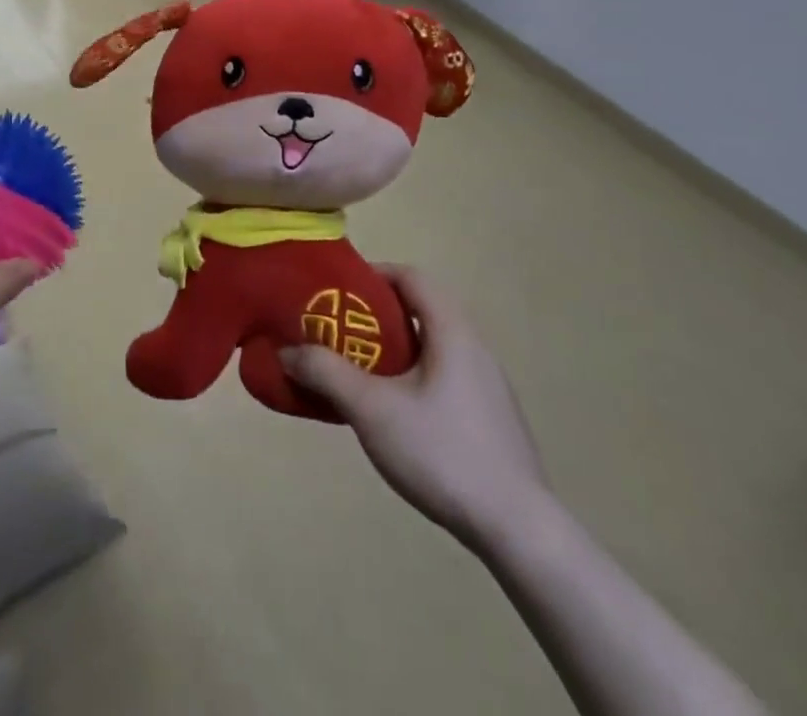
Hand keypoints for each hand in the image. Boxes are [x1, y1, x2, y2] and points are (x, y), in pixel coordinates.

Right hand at [280, 265, 549, 555]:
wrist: (519, 532)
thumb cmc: (442, 452)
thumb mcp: (372, 409)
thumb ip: (326, 373)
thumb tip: (287, 351)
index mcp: (453, 332)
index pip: (412, 277)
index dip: (374, 274)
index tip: (339, 291)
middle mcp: (474, 349)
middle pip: (421, 311)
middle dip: (375, 316)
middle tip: (338, 333)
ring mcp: (487, 387)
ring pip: (432, 348)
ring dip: (393, 351)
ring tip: (357, 374)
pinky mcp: (490, 420)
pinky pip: (444, 378)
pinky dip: (412, 378)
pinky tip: (393, 415)